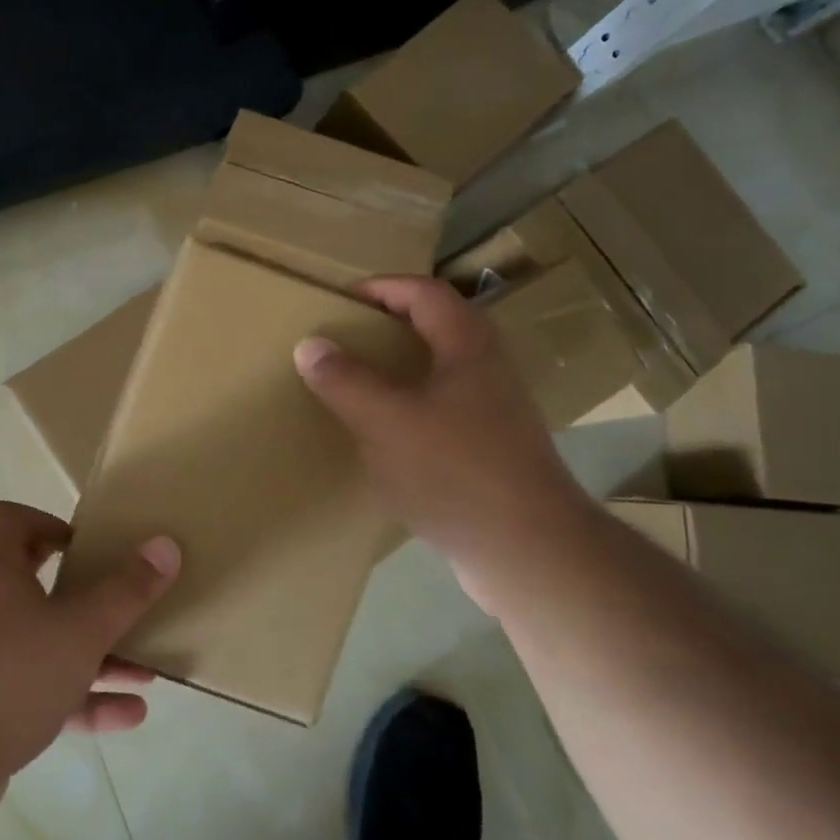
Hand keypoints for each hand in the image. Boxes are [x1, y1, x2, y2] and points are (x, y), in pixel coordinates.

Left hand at [0, 501, 179, 826]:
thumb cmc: (10, 675)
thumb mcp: (81, 629)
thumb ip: (126, 591)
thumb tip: (166, 545)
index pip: (6, 520)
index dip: (43, 521)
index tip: (82, 545)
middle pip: (31, 580)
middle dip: (81, 592)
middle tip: (117, 597)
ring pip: (43, 642)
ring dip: (92, 654)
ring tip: (145, 668)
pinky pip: (38, 690)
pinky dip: (79, 698)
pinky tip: (129, 715)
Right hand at [293, 275, 586, 603]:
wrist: (529, 552)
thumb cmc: (455, 471)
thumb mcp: (385, 421)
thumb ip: (345, 380)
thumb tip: (310, 344)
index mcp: (468, 346)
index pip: (424, 292)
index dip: (382, 287)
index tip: (341, 299)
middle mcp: (488, 369)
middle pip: (438, 326)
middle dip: (390, 324)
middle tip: (347, 336)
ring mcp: (496, 412)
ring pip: (442, 370)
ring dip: (401, 367)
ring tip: (358, 382)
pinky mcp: (494, 450)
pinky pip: (445, 409)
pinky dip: (412, 406)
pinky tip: (386, 436)